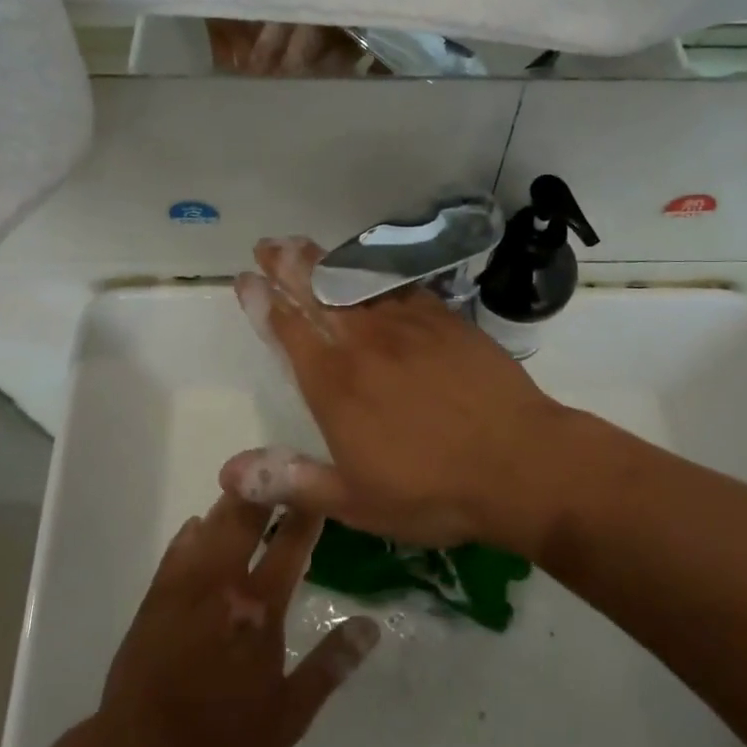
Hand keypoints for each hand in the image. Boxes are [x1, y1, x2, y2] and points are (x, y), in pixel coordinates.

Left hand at [98, 491, 379, 746]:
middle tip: (280, 465)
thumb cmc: (221, 737)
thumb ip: (329, 666)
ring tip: (248, 483)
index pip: (291, 543)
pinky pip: (179, 548)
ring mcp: (187, 583)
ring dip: (233, 502)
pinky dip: (194, 531)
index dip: (307, 511)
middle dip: (266, 488)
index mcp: (260, 606)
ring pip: (213, 524)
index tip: (319, 486)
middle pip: (248, 518)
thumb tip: (370, 626)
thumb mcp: (288, 716)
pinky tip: (201, 523)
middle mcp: (224, 581)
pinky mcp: (158, 593)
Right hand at [220, 236, 571, 552]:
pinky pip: (400, 287)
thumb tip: (227, 473)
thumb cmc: (433, 490)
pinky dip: (377, 275)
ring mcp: (407, 325)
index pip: (288, 331)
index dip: (263, 303)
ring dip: (325, 262)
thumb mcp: (356, 502)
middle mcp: (364, 344)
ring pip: (355, 283)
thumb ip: (291, 481)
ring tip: (303, 244)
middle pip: (317, 293)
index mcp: (335, 384)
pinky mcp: (444, 319)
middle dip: (287, 266)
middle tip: (268, 244)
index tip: (246, 278)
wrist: (519, 462)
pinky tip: (371, 270)